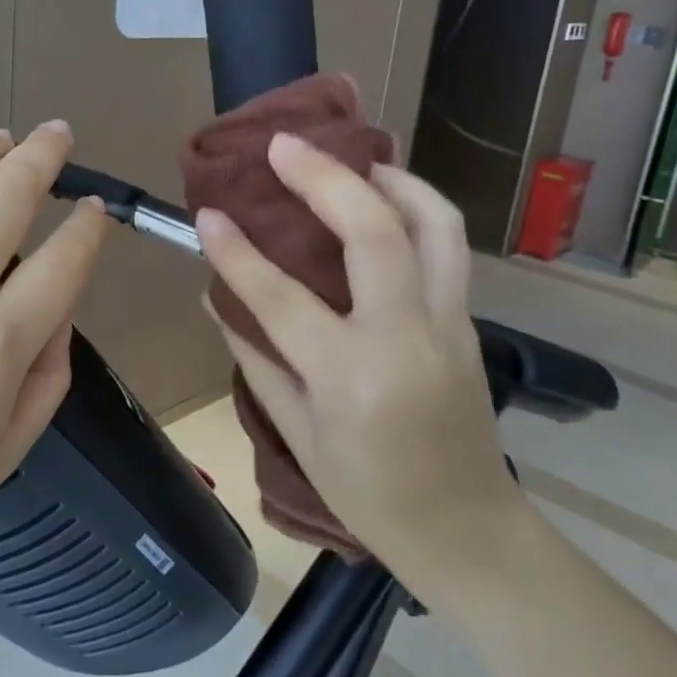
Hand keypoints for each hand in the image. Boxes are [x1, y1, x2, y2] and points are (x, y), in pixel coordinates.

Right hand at [195, 134, 523, 608]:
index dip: (237, 252)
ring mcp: (447, 324)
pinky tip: (383, 202)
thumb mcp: (298, 434)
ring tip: (353, 157)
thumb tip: (216, 300)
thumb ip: (256, 359)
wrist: (468, 530)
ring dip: (392, 178)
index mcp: (350, 377)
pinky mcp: (468, 321)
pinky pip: (446, 246)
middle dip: (325, 177)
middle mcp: (404, 338)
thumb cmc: (369, 494)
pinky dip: (415, 209)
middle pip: (374, 232)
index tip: (207, 214)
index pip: (281, 297)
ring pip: (434, 224)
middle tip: (284, 146)